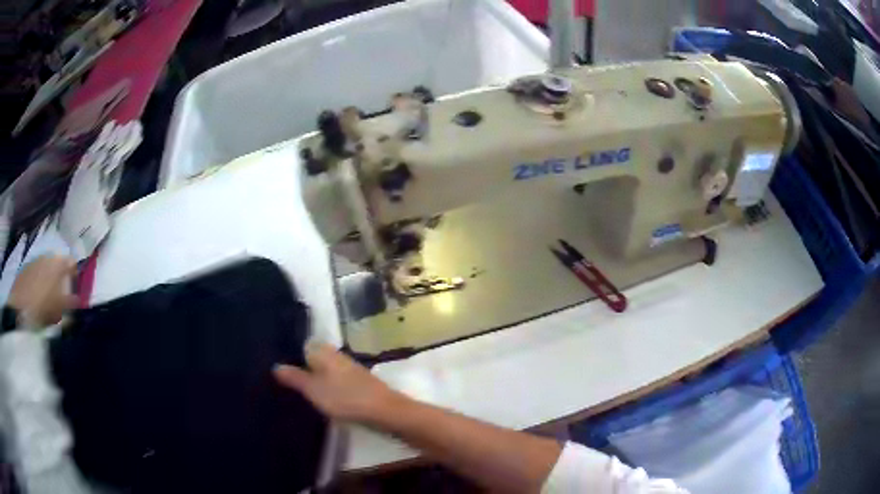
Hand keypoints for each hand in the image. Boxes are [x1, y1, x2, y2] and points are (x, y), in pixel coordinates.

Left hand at [8, 256, 77, 327]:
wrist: (18, 308)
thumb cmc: (41, 309)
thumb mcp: (59, 310)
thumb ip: (70, 303)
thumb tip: (77, 299)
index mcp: (57, 263)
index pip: (71, 263)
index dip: (75, 275)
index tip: (75, 289)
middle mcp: (46, 256)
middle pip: (57, 265)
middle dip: (60, 278)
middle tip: (61, 298)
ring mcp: (34, 261)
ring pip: (46, 269)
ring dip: (49, 281)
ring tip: (48, 300)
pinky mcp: (25, 269)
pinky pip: (36, 273)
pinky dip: (39, 283)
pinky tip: (37, 298)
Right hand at [274, 343, 404, 422]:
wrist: (384, 411)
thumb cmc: (345, 398)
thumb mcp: (313, 389)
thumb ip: (294, 377)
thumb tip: (275, 365)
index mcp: (324, 351)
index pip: (302, 345)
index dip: (290, 354)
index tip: (275, 364)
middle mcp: (336, 356)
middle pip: (314, 358)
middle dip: (301, 367)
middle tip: (281, 380)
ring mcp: (349, 369)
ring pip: (325, 370)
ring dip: (313, 378)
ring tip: (296, 390)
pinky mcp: (357, 384)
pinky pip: (335, 381)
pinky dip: (327, 387)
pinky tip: (320, 398)